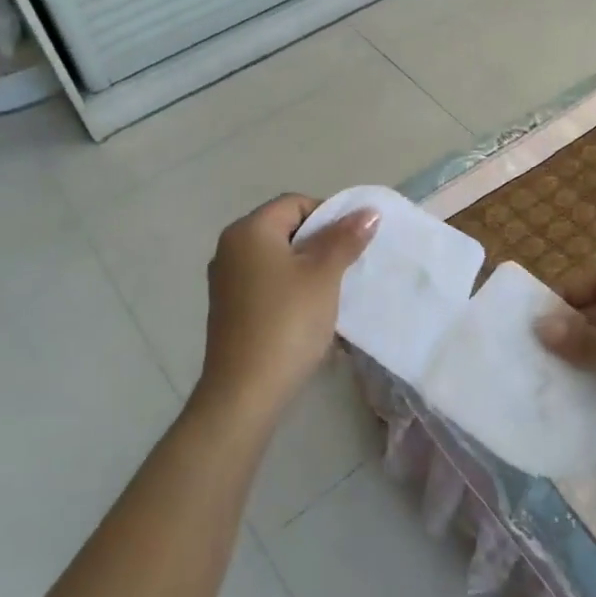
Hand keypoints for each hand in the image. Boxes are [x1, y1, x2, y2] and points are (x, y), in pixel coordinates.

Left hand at [199, 194, 378, 419]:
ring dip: (309, 270)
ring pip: (279, 260)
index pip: (296, 203)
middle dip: (321, 245)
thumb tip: (368, 210)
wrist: (245, 392)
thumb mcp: (324, 275)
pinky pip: (268, 285)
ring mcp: (226, 281)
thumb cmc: (287, 322)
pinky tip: (311, 315)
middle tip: (348, 268)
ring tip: (333, 293)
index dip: (329, 216)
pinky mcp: (230, 309)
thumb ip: (345, 238)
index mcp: (249, 230)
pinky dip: (292, 291)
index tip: (352, 243)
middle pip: (286, 230)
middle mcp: (231, 248)